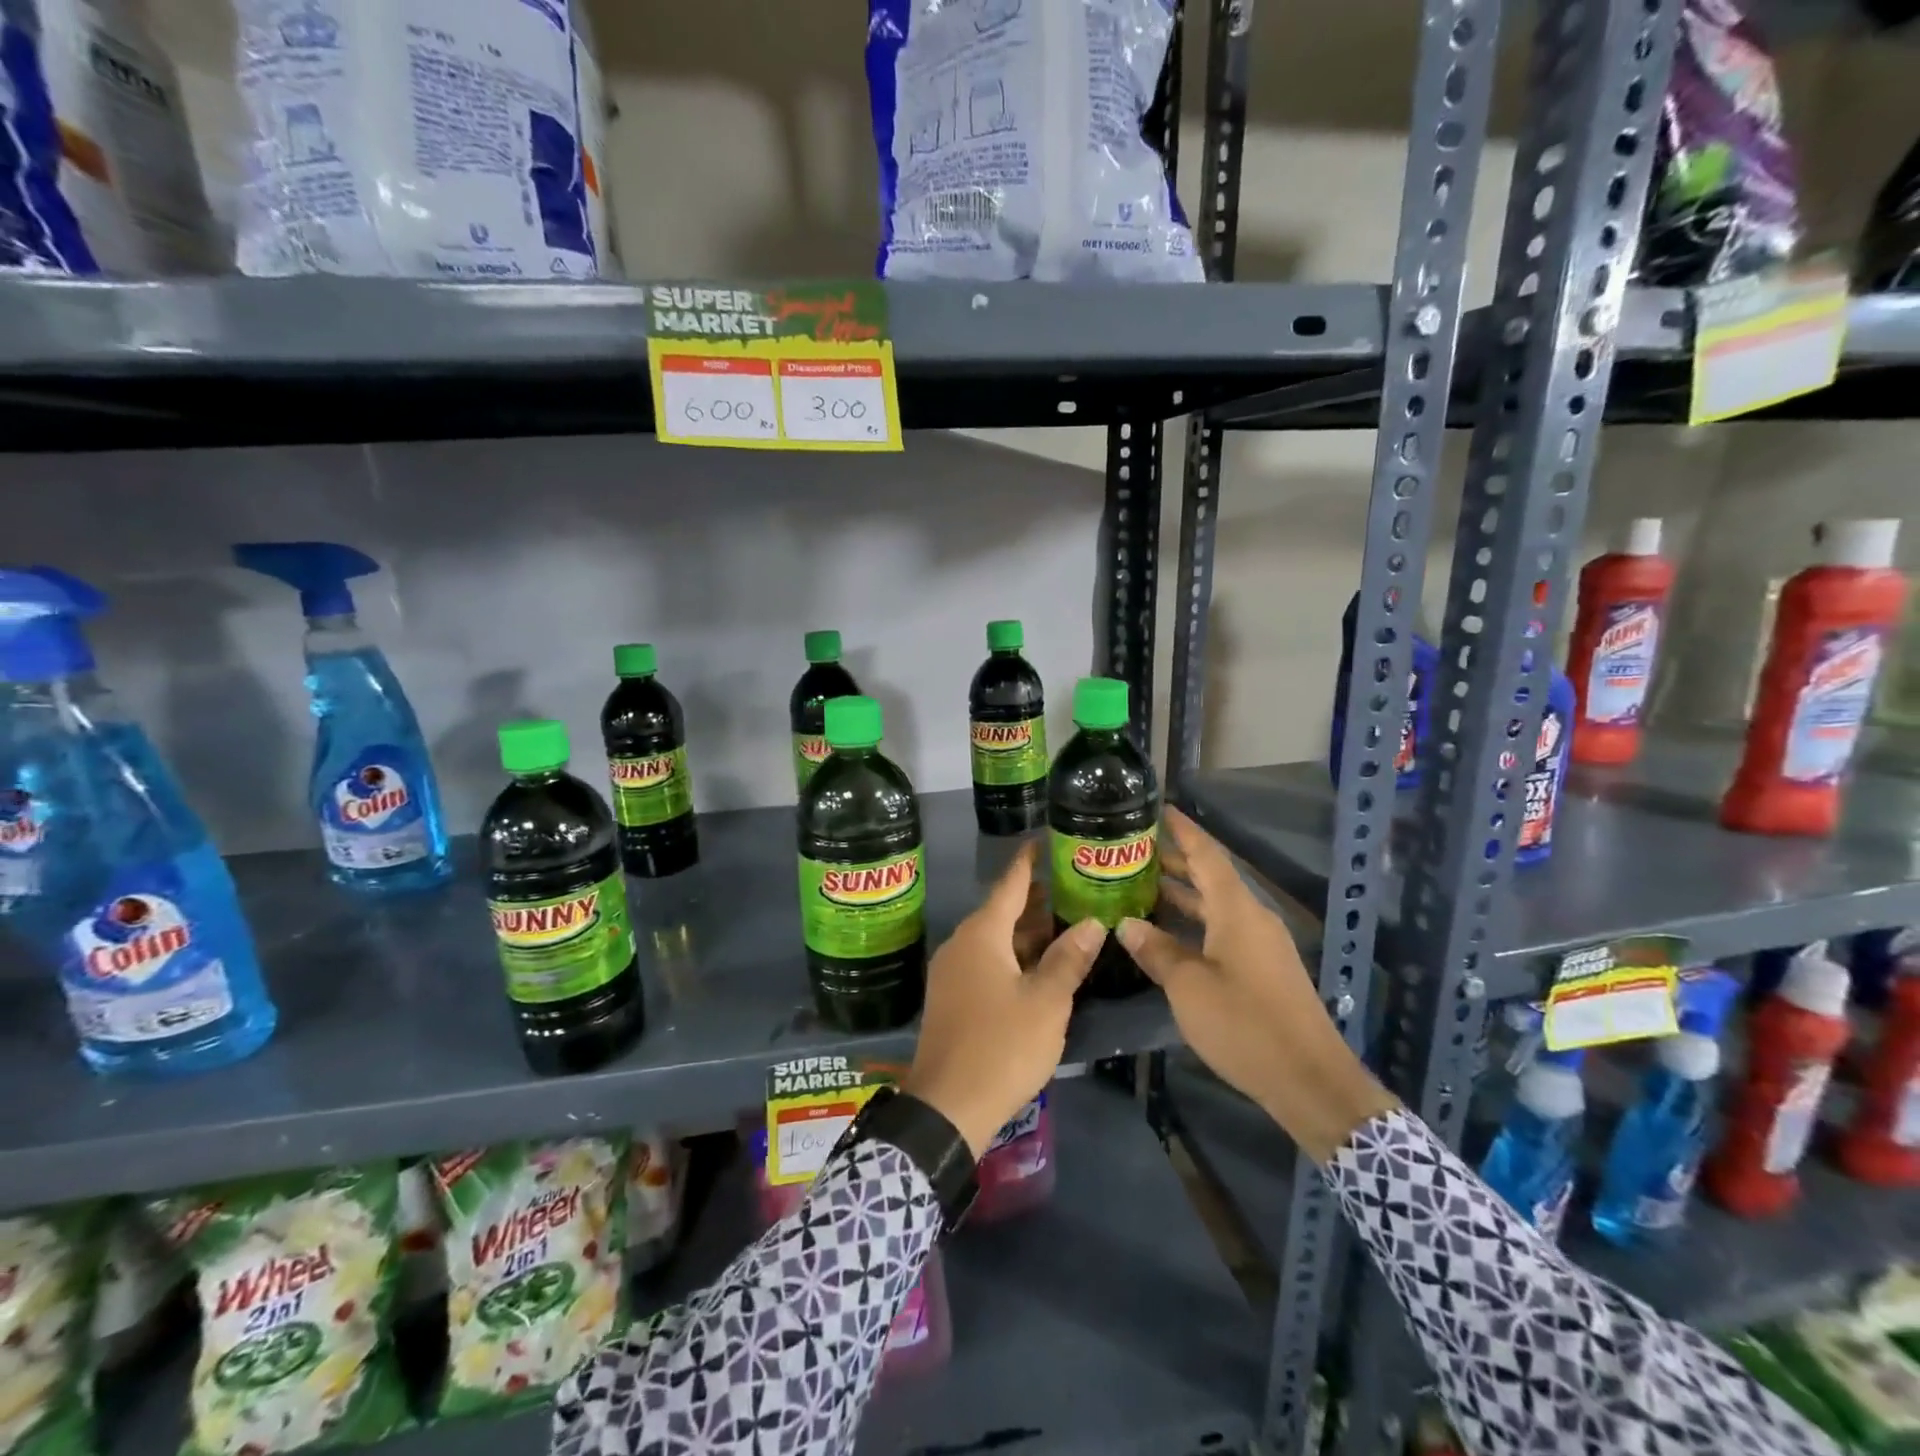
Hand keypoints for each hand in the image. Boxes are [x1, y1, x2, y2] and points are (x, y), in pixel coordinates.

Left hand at [904, 842, 1104, 1157]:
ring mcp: (952, 972)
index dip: (1029, 861)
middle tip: (1073, 888)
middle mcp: (961, 944)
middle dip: (1036, 900)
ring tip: (1065, 926)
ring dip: (1027, 933)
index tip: (1045, 841)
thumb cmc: (1002, 1045)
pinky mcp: (952, 998)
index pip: (1010, 883)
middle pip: (1002, 911)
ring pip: (994, 940)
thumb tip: (1093, 922)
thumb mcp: (1047, 1002)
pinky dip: (1013, 956)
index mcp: (981, 934)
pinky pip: (985, 962)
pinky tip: (1039, 967)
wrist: (948, 1106)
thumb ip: (1069, 958)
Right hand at [1116, 808, 1396, 1162]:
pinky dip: (1196, 920)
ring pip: (1218, 905)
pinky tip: (1169, 932)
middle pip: (1212, 876)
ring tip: (1142, 885)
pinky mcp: (1264, 968)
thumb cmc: (1245, 1025)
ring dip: (1184, 893)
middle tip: (1134, 851)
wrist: (1310, 1080)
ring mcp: (1262, 944)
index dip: (1184, 830)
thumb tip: (1127, 924)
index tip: (1159, 809)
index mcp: (1237, 910)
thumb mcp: (1189, 987)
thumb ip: (1157, 951)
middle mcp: (1252, 918)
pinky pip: (1224, 928)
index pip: (1207, 855)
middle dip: (1175, 861)